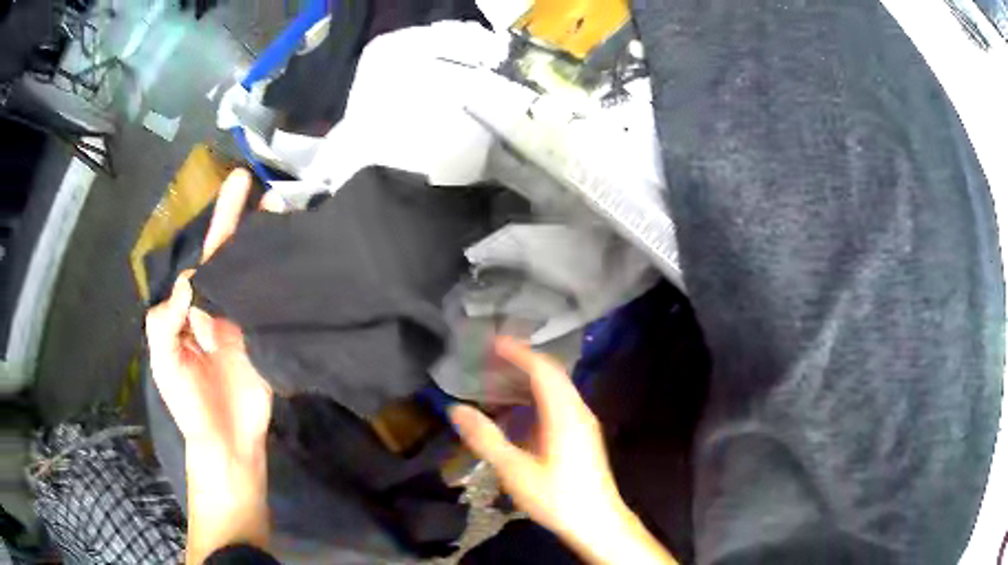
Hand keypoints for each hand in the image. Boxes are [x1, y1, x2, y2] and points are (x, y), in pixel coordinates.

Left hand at [145, 169, 275, 562]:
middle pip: (231, 255)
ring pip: (255, 274)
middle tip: (256, 182)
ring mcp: (246, 321)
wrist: (227, 442)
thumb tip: (190, 281)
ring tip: (285, 209)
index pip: (205, 257)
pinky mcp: (268, 338)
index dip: (218, 223)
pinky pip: (275, 303)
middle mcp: (218, 306)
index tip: (235, 189)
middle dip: (240, 218)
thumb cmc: (189, 406)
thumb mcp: (165, 364)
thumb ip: (166, 322)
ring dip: (267, 243)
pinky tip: (299, 258)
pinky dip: (285, 279)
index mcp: (191, 309)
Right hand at [450, 337, 676, 564]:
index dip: (517, 352)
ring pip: (557, 389)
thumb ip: (486, 438)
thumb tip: (456, 409)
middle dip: (521, 362)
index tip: (492, 342)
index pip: (542, 369)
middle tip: (490, 359)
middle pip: (551, 375)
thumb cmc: (557, 497)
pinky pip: (560, 404)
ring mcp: (584, 423)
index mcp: (564, 414)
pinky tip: (519, 414)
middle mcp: (578, 411)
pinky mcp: (584, 436)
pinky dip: (537, 398)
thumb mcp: (515, 470)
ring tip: (499, 381)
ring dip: (529, 380)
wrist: (597, 522)